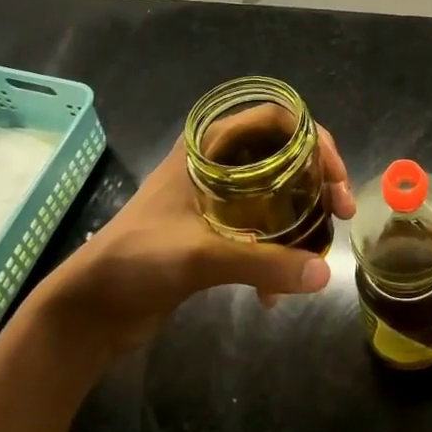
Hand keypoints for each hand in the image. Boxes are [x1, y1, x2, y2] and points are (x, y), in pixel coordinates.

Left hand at [31, 112, 354, 354]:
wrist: (89, 310)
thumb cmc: (136, 261)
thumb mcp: (200, 256)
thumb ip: (264, 263)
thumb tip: (324, 275)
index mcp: (209, 147)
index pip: (277, 121)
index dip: (315, 140)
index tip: (335, 177)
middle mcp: (218, 164)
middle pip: (285, 155)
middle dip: (318, 181)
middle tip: (342, 210)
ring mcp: (218, 198)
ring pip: (278, 192)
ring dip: (303, 217)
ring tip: (320, 252)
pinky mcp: (217, 232)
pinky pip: (263, 228)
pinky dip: (277, 251)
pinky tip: (273, 294)